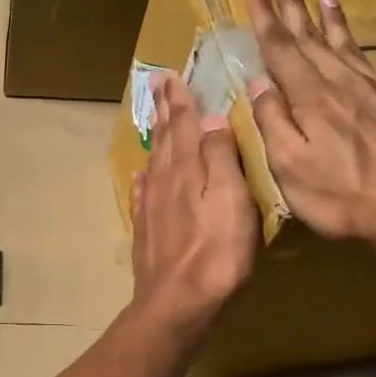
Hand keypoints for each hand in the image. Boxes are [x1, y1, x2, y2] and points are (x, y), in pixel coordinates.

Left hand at [130, 72, 257, 332]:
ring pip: (155, 162)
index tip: (171, 74)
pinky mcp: (147, 232)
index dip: (180, 99)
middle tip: (158, 83)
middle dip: (165, 109)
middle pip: (166, 138)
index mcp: (188, 169)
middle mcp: (164, 181)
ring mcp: (151, 207)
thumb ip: (221, 157)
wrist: (177, 302)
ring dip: (157, 137)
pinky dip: (145, 180)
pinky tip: (143, 176)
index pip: (185, 124)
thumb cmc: (216, 252)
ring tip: (157, 119)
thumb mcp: (232, 199)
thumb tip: (211, 118)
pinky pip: (143, 195)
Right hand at [247, 0, 375, 256]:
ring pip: (353, 47)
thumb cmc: (343, 197)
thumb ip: (273, 122)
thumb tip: (259, 84)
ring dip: (335, 21)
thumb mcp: (290, 167)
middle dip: (294, 6)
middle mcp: (345, 84)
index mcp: (312, 98)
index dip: (266, 17)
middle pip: (313, 39)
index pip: (282, 48)